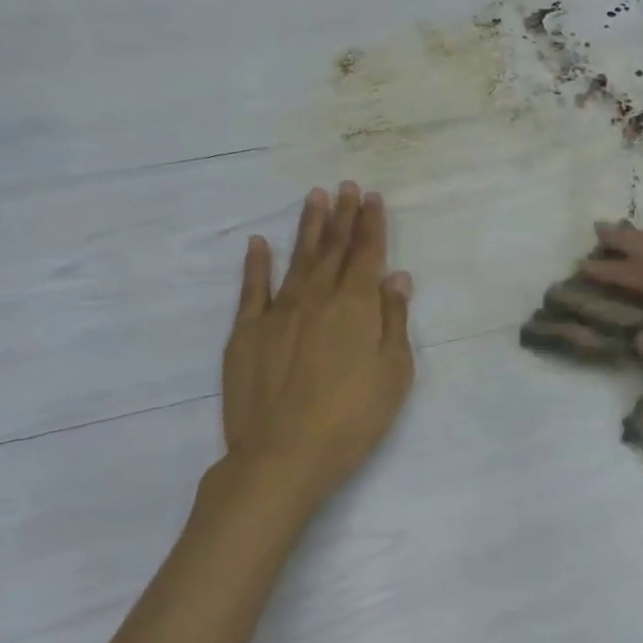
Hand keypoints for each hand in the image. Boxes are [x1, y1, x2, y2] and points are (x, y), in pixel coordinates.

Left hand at [214, 183, 414, 510]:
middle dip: (344, 216)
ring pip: (297, 259)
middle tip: (347, 187)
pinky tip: (259, 243)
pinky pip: (252, 289)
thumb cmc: (353, 418)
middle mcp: (317, 298)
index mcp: (357, 307)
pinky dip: (256, 264)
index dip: (372, 224)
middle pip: (334, 249)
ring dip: (308, 227)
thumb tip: (396, 277)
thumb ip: (394, 320)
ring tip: (315, 198)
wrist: (283, 455)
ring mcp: (277, 312)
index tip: (372, 197)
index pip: (367, 255)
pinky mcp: (246, 332)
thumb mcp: (394, 373)